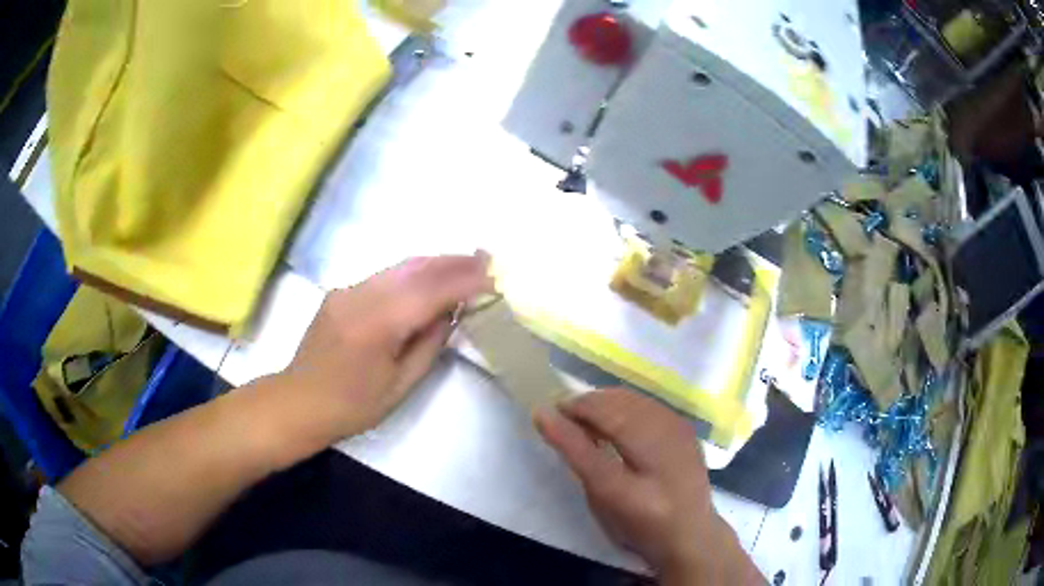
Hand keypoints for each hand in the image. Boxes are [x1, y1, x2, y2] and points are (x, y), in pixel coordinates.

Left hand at [280, 253, 492, 446]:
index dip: (464, 282)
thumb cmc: (352, 406)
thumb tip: (450, 313)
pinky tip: (428, 278)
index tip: (493, 276)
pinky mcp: (340, 292)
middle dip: (453, 262)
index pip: (430, 293)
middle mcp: (361, 296)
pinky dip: (412, 273)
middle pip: (415, 270)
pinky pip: (384, 276)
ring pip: (399, 267)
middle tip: (485, 258)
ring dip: (434, 263)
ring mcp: (347, 290)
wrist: (299, 401)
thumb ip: (429, 344)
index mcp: (377, 325)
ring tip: (465, 262)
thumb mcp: (400, 385)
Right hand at [534, 388, 761, 584]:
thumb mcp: (603, 497)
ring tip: (586, 420)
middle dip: (586, 404)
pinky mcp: (684, 427)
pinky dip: (624, 407)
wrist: (690, 534)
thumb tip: (544, 415)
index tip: (547, 413)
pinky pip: (647, 404)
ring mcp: (680, 429)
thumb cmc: (641, 523)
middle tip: (564, 418)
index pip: (600, 420)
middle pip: (618, 403)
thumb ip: (576, 453)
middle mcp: (667, 437)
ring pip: (632, 398)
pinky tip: (615, 422)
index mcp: (645, 461)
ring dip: (604, 403)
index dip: (570, 412)